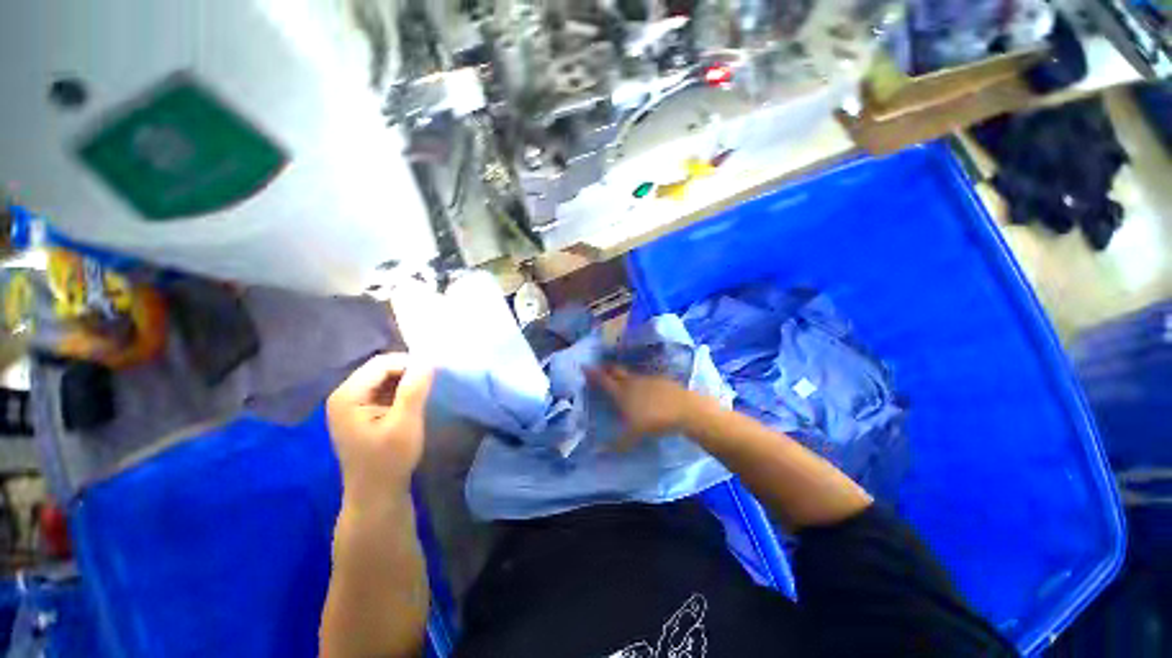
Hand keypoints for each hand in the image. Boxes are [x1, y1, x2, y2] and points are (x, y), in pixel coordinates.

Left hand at [327, 353, 433, 500]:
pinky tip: (412, 402)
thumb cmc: (390, 460)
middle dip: (407, 372)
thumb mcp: (405, 423)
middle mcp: (343, 395)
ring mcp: (350, 404)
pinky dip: (400, 391)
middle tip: (430, 385)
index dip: (409, 364)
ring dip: (405, 381)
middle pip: (380, 368)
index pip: (381, 363)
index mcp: (347, 396)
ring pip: (383, 378)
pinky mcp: (360, 412)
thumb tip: (427, 360)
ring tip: (423, 393)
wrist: (376, 495)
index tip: (433, 375)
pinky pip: (382, 390)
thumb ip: (414, 389)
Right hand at [586, 365, 705, 448]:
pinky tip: (644, 389)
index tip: (584, 366)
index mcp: (621, 392)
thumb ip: (617, 444)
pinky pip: (645, 378)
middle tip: (601, 369)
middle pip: (615, 371)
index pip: (603, 380)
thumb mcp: (634, 435)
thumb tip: (598, 453)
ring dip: (623, 375)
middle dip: (606, 369)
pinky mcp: (660, 380)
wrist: (684, 409)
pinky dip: (640, 381)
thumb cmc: (654, 421)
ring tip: (621, 380)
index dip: (592, 373)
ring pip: (631, 374)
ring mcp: (647, 379)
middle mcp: (632, 382)